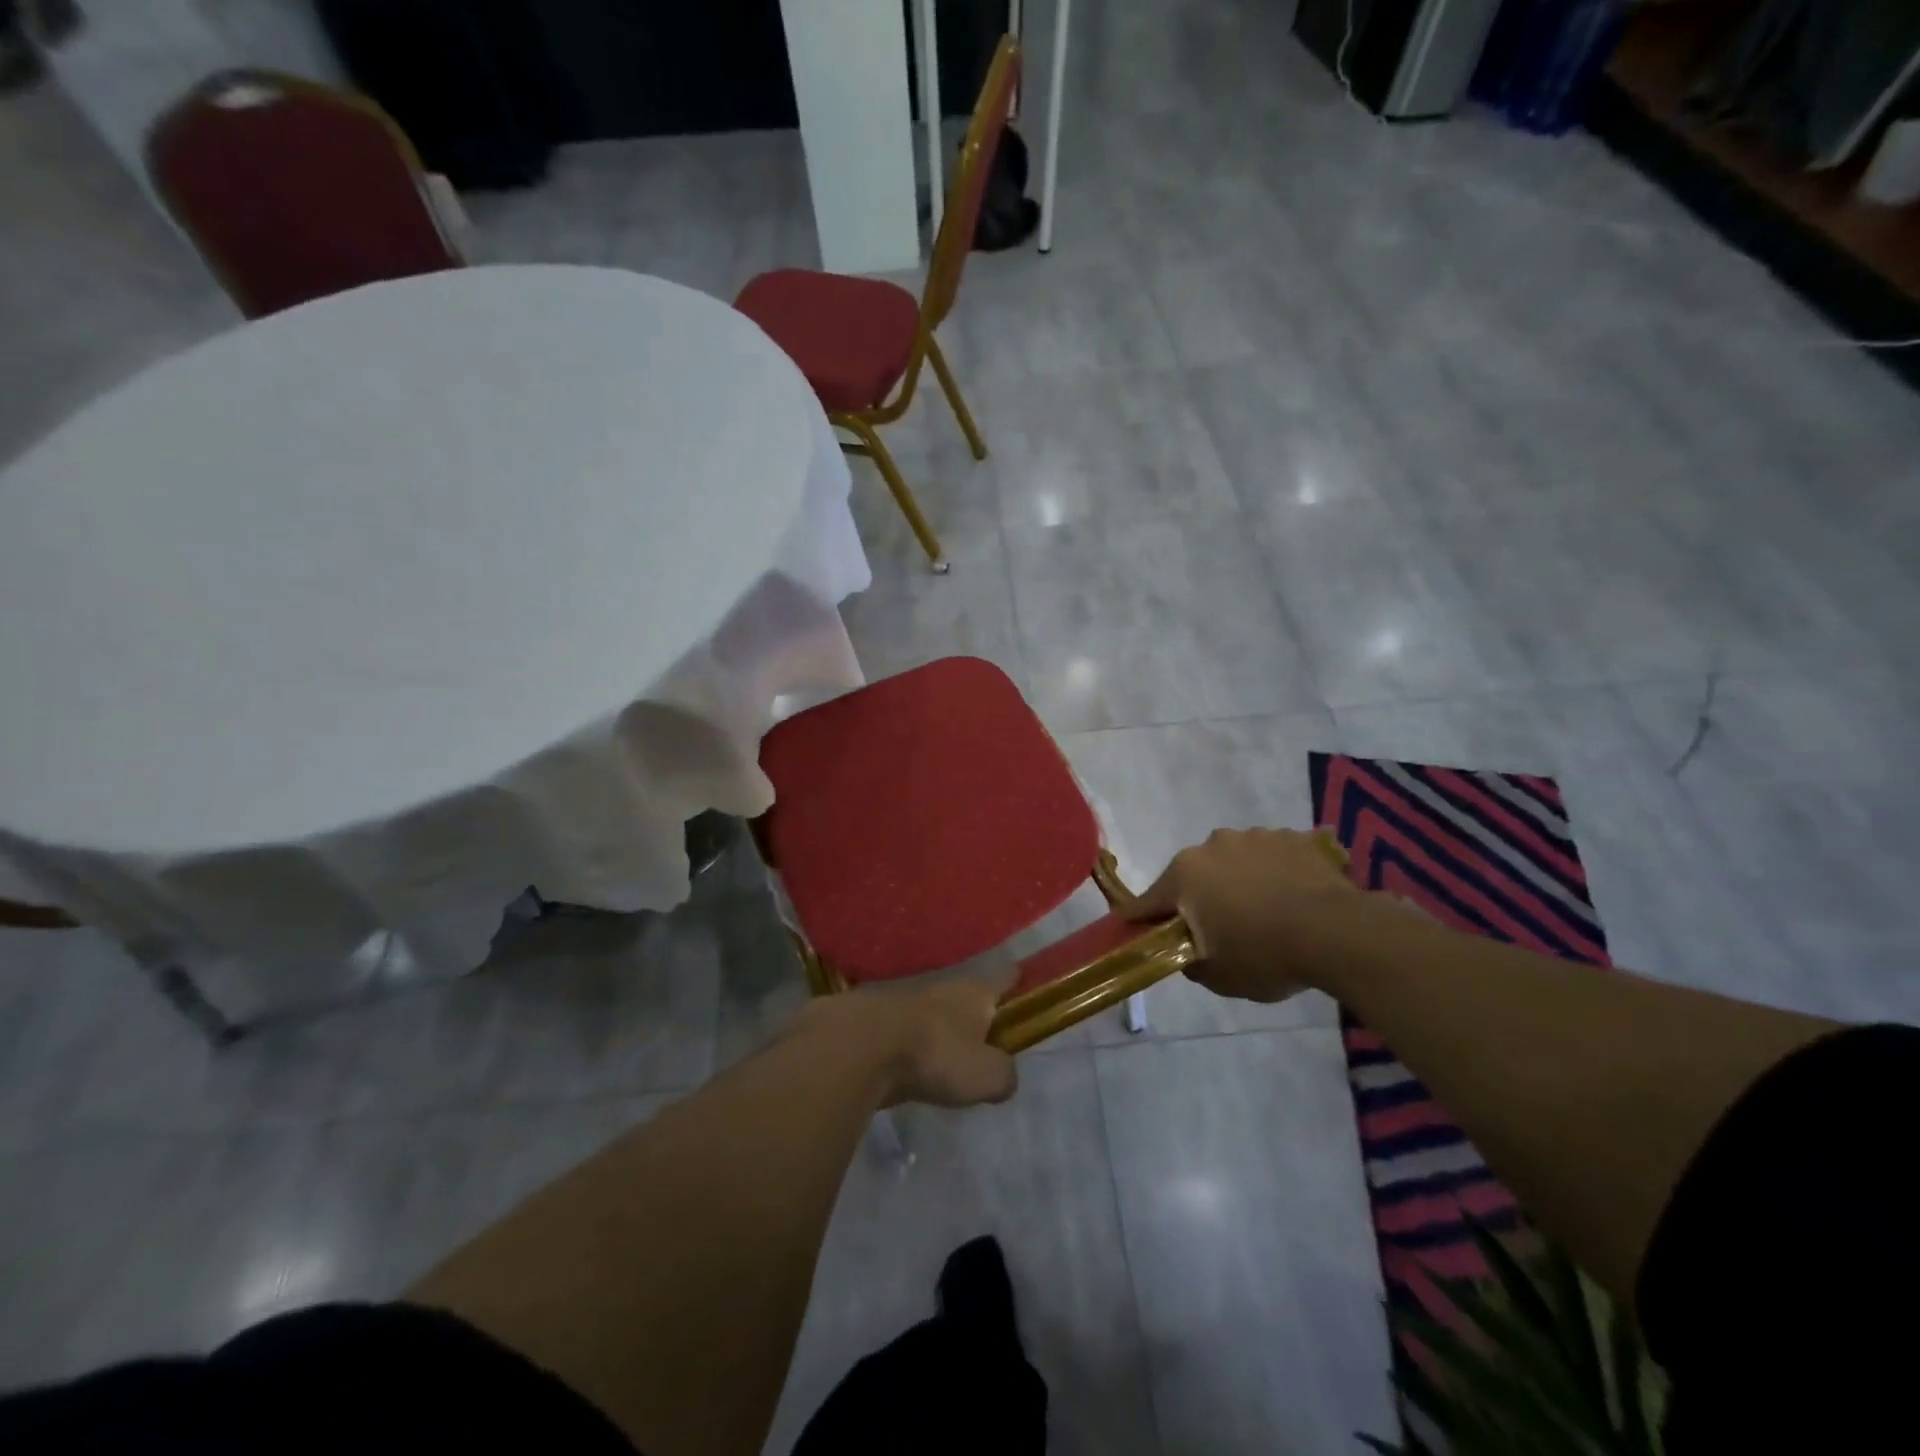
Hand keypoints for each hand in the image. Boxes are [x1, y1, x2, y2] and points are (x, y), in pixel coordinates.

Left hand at [786, 971, 1018, 1109]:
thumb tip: (1005, 1076)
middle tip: (984, 1034)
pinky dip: (908, 1045)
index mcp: (974, 993)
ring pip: (931, 1011)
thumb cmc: (936, 1054)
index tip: (1021, 979)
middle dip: (974, 1011)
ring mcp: (904, 1000)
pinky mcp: (875, 1020)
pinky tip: (908, 1065)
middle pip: (965, 995)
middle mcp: (942, 988)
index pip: (1003, 978)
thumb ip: (1003, 1075)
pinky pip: (902, 1032)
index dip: (1014, 980)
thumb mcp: (986, 1075)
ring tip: (945, 1054)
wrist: (860, 1046)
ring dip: (938, 1028)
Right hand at [1123, 827, 1355, 1003]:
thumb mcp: (1219, 976)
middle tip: (1219, 928)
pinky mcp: (1292, 837)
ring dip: (1239, 881)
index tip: (1138, 931)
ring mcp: (1254, 836)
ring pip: (1234, 861)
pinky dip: (1275, 873)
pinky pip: (1272, 857)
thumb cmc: (1265, 954)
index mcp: (1184, 875)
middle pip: (1194, 876)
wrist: (1337, 932)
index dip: (1141, 920)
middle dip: (1199, 898)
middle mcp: (1211, 845)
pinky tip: (1294, 898)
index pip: (1147, 902)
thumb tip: (1188, 953)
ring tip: (1266, 912)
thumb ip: (1191, 963)